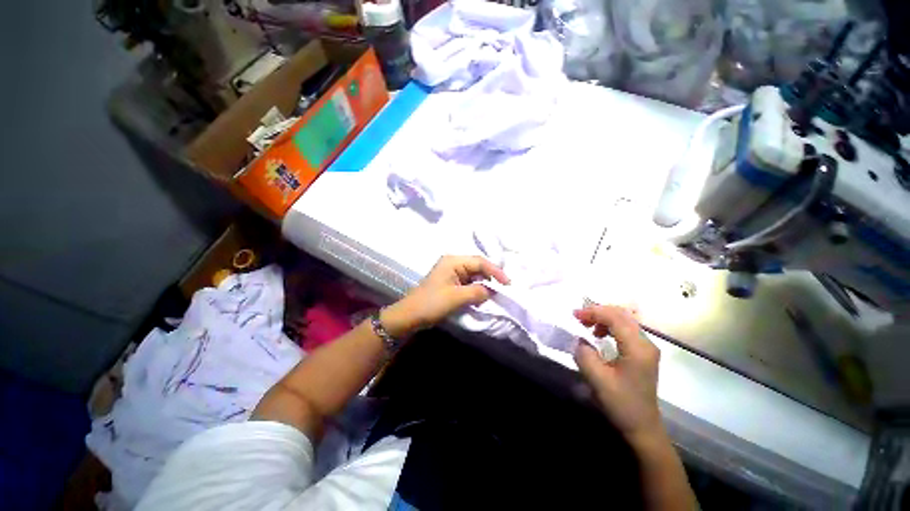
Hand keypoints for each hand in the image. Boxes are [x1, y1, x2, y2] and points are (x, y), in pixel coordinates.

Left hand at [381, 255, 508, 337]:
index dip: (495, 271)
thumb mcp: (456, 298)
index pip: (480, 262)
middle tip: (505, 288)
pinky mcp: (451, 283)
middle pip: (478, 266)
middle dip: (491, 277)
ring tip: (497, 292)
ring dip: (485, 283)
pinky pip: (468, 282)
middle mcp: (453, 263)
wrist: (409, 316)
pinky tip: (484, 295)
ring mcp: (451, 273)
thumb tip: (492, 291)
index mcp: (453, 261)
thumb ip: (477, 292)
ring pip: (474, 275)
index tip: (508, 283)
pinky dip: (477, 288)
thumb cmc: (431, 304)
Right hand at [573, 305, 662, 442]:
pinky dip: (610, 326)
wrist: (643, 427)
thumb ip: (585, 354)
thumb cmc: (621, 404)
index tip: (574, 315)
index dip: (593, 312)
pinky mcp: (643, 353)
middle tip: (579, 318)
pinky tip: (600, 334)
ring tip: (588, 326)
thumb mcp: (597, 379)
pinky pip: (626, 329)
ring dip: (604, 318)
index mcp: (638, 348)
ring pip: (624, 320)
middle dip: (598, 311)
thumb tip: (580, 340)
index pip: (615, 317)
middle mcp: (646, 343)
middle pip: (621, 315)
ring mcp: (647, 348)